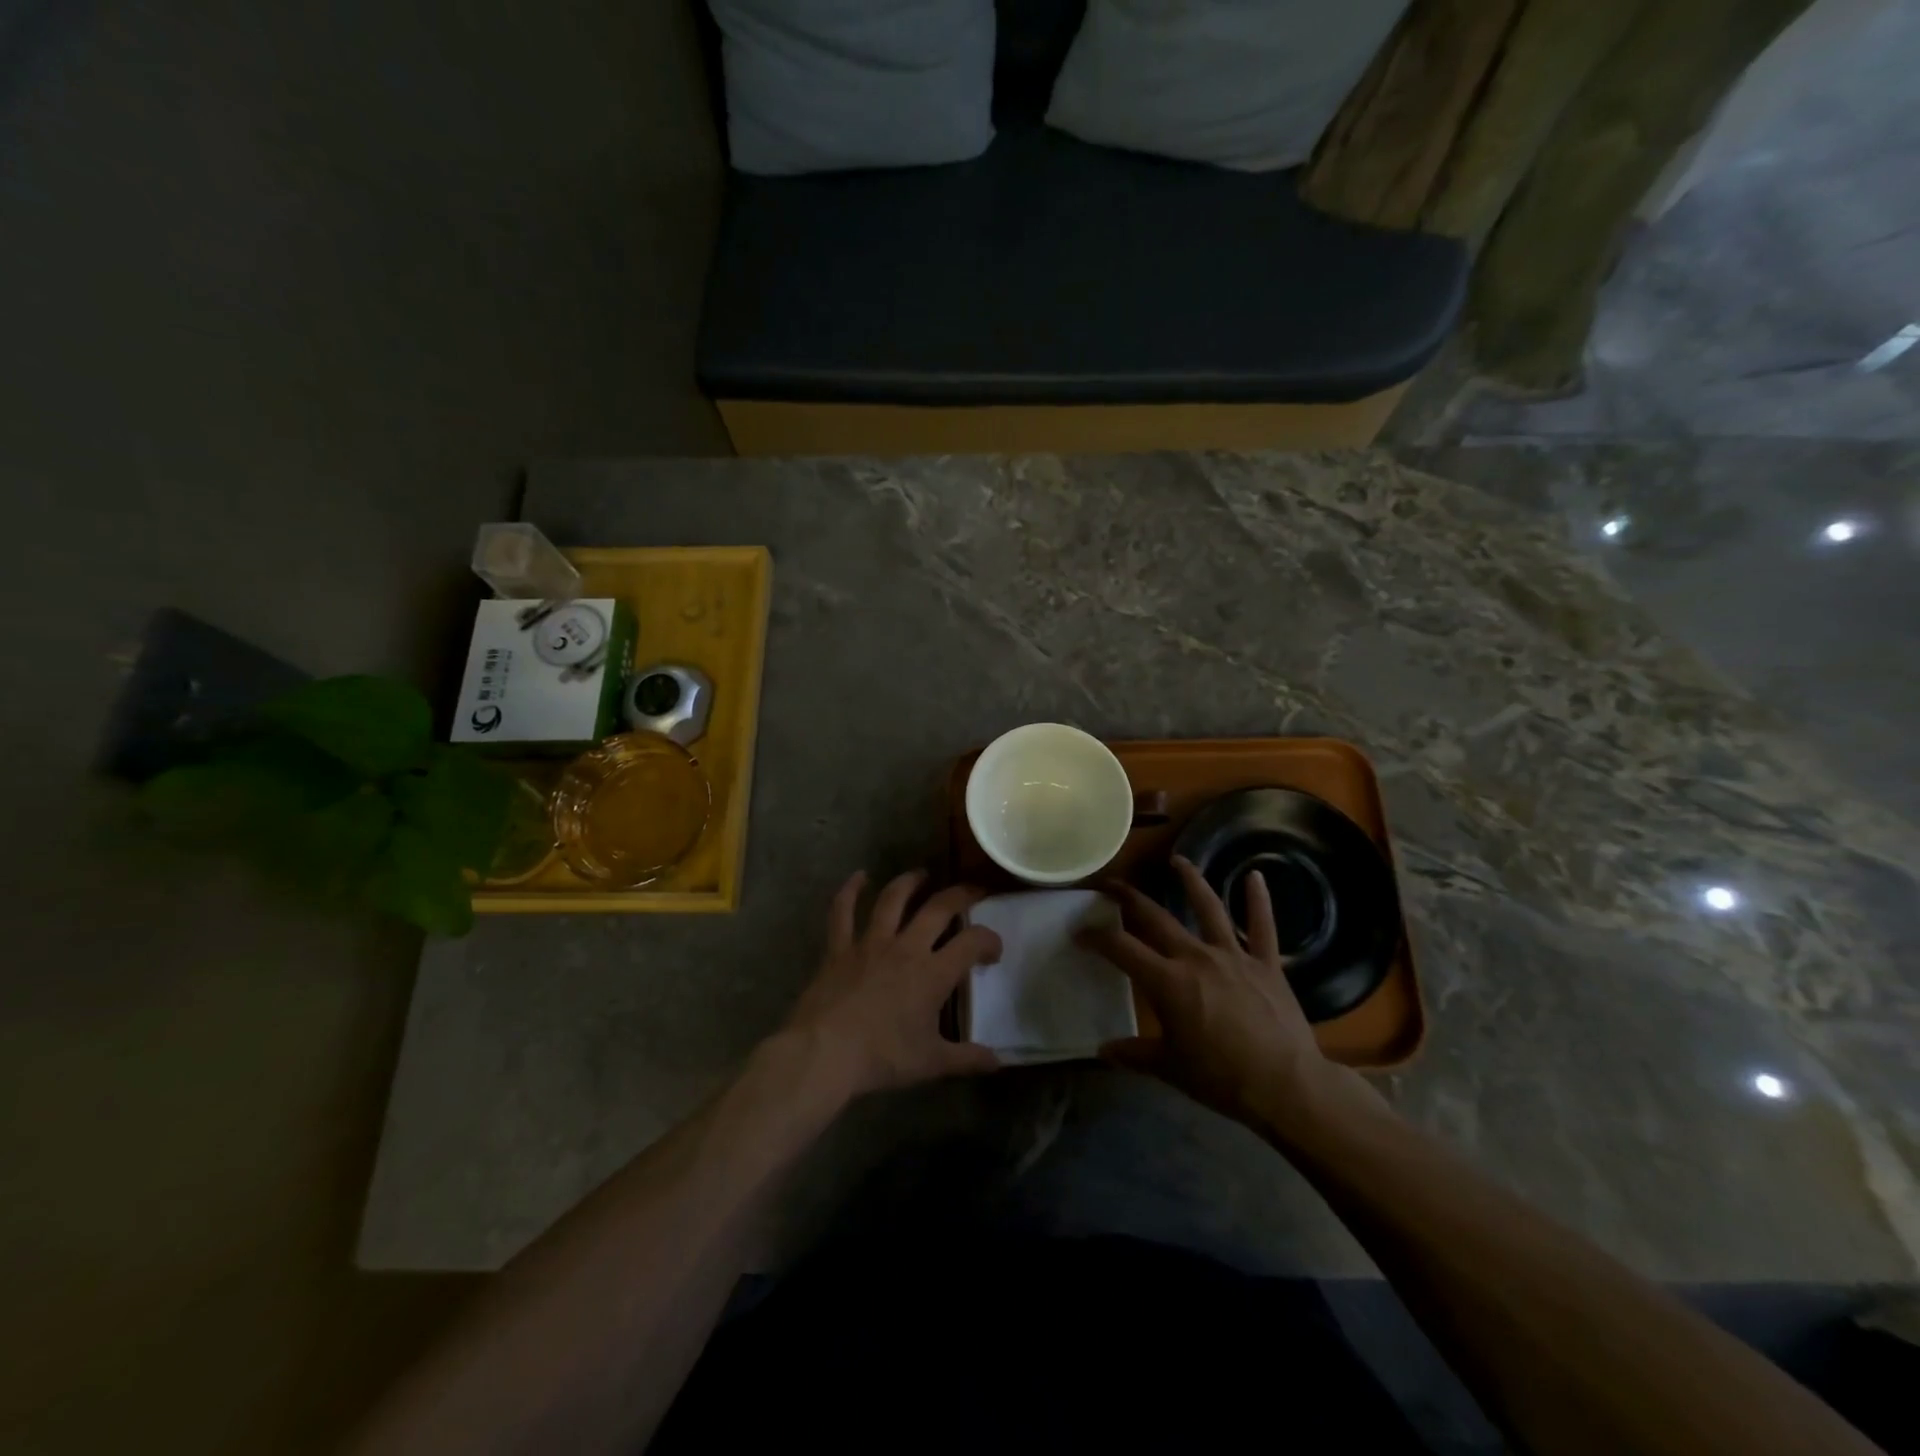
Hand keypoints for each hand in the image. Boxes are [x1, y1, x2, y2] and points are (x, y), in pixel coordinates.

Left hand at [780, 870, 1002, 1101]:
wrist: (825, 1053)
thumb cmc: (882, 1057)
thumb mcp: (931, 1063)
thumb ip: (966, 1059)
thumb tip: (997, 1061)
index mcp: (933, 973)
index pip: (972, 943)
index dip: (989, 940)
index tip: (993, 950)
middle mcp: (906, 947)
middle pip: (938, 908)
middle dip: (961, 895)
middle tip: (973, 890)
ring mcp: (870, 943)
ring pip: (893, 899)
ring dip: (910, 882)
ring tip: (922, 874)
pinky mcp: (839, 948)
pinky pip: (843, 912)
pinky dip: (850, 891)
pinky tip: (858, 876)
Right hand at [1080, 857, 1356, 1135]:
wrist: (1287, 1086)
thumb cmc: (1222, 1079)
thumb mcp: (1170, 1069)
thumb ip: (1134, 1054)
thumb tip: (1102, 1050)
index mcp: (1168, 982)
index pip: (1122, 949)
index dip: (1097, 937)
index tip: (1080, 931)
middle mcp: (1196, 957)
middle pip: (1157, 918)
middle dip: (1130, 899)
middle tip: (1113, 885)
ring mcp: (1233, 956)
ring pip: (1208, 908)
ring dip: (1191, 881)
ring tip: (1177, 860)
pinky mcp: (1266, 963)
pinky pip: (1262, 926)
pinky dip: (1259, 901)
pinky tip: (1255, 876)